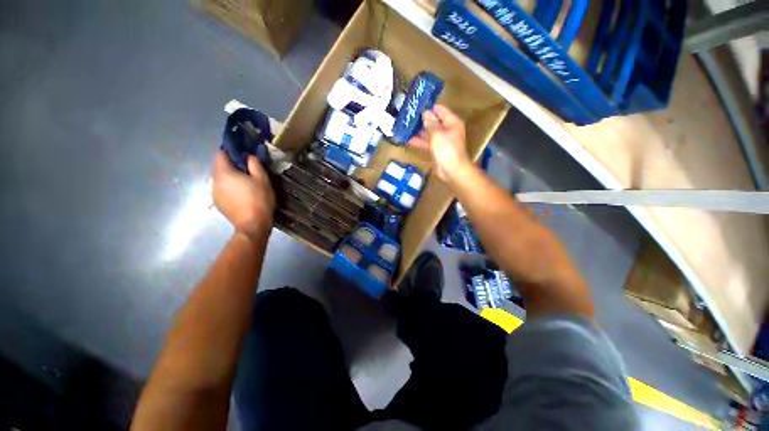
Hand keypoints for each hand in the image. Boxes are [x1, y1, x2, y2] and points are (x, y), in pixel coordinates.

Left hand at [213, 151, 274, 239]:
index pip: (220, 154)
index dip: (230, 152)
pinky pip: (222, 190)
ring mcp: (214, 193)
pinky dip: (229, 189)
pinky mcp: (217, 203)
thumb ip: (255, 164)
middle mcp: (214, 181)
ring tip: (245, 185)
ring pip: (220, 179)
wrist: (252, 225)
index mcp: (224, 173)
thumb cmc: (259, 200)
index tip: (243, 156)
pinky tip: (242, 196)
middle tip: (248, 171)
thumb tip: (249, 156)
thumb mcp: (263, 180)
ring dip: (230, 178)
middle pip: (219, 167)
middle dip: (231, 166)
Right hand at [408, 105, 470, 181]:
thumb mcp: (437, 134)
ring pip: (429, 133)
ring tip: (405, 127)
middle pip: (434, 121)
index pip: (440, 110)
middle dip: (421, 120)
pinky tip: (408, 140)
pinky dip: (419, 142)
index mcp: (452, 123)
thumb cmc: (446, 150)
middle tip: (408, 117)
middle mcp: (447, 130)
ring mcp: (442, 141)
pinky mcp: (436, 151)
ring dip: (418, 132)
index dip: (428, 107)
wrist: (451, 171)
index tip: (416, 106)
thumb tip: (425, 113)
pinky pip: (427, 143)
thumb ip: (430, 123)